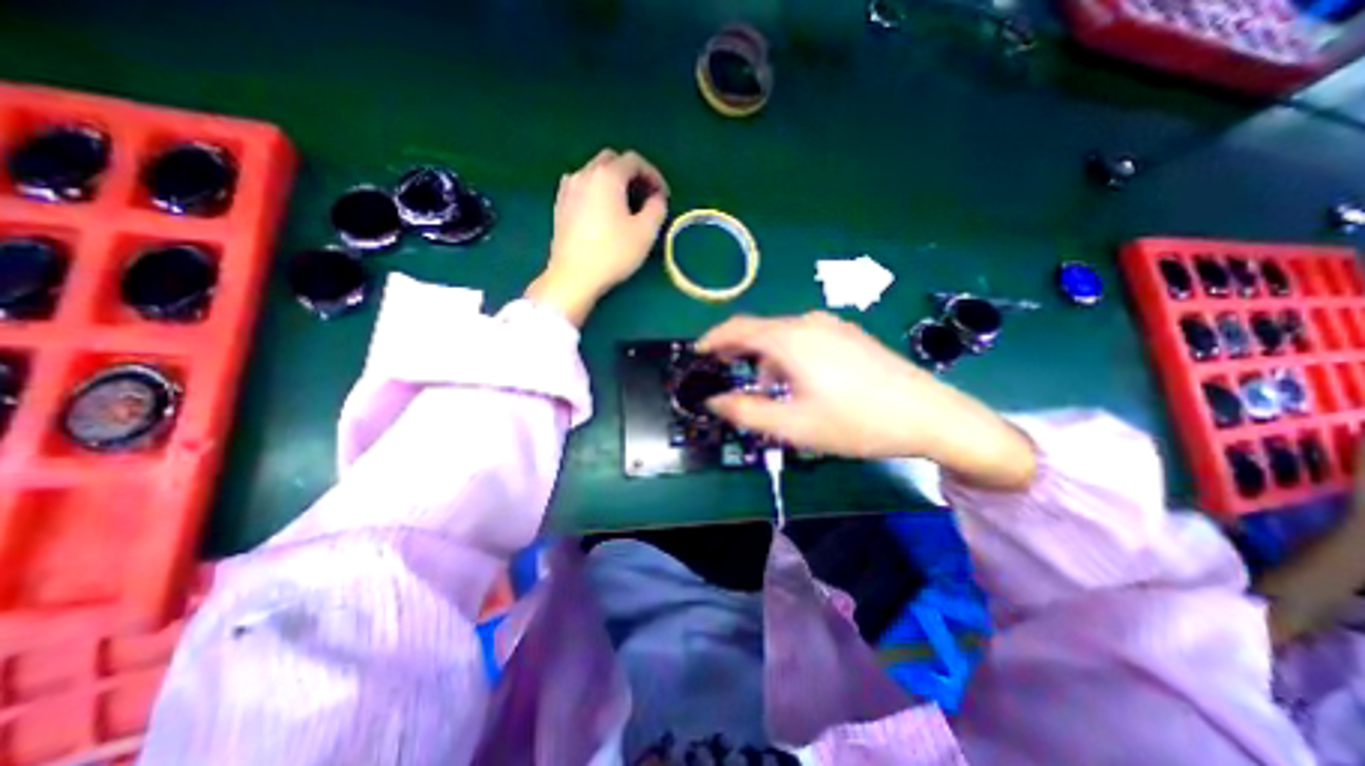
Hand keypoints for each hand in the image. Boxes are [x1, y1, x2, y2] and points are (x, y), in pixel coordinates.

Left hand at [525, 145, 670, 324]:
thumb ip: (657, 208)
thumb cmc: (612, 253)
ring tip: (626, 206)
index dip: (653, 175)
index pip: (634, 161)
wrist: (573, 276)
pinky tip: (603, 212)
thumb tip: (656, 198)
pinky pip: (583, 186)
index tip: (663, 196)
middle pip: (612, 161)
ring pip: (595, 172)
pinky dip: (598, 191)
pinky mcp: (560, 204)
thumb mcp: (645, 232)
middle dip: (632, 175)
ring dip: (614, 182)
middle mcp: (584, 173)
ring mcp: (568, 188)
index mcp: (607, 176)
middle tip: (645, 197)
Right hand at [704, 310, 1034, 490]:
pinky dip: (788, 356)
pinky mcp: (849, 336)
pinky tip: (798, 382)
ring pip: (783, 336)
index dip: (713, 339)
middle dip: (738, 352)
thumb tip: (715, 401)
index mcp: (790, 339)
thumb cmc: (856, 421)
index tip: (699, 354)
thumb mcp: (793, 425)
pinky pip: (805, 339)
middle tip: (726, 375)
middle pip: (760, 330)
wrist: (929, 415)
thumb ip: (746, 412)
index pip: (738, 328)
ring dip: (765, 359)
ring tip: (765, 390)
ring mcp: (833, 326)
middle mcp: (808, 323)